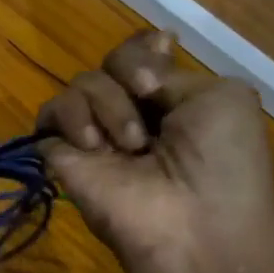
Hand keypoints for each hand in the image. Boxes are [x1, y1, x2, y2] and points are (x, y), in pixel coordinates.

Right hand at [37, 31, 273, 267]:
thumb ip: (172, 73)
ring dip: (108, 103)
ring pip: (82, 83)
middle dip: (130, 70)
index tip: (161, 50)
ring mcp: (96, 133)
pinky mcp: (62, 153)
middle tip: (146, 95)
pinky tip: (94, 145)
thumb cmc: (222, 162)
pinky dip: (70, 118)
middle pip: (111, 61)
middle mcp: (132, 111)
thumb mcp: (223, 99)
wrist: (192, 224)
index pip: (143, 53)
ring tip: (130, 144)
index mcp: (172, 99)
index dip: (144, 48)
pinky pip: (50, 113)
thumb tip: (137, 76)